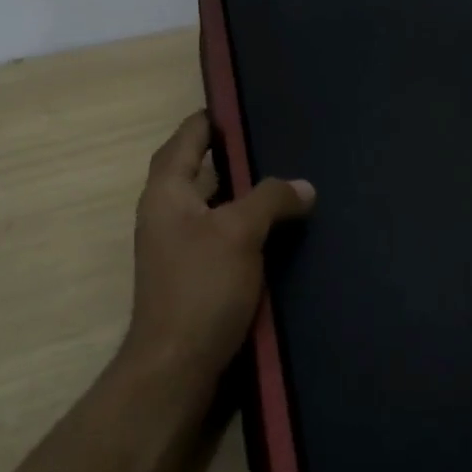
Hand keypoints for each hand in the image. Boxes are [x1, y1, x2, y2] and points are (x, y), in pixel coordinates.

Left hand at [126, 112, 314, 380]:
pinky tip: (277, 225)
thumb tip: (304, 186)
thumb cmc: (201, 288)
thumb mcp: (240, 233)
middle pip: (198, 167)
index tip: (245, 104)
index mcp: (167, 191)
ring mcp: (178, 244)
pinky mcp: (195, 272)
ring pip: (213, 202)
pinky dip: (244, 222)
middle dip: (232, 153)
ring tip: (283, 176)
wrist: (176, 367)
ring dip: (241, 190)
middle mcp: (166, 212)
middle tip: (275, 137)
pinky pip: (221, 232)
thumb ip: (271, 199)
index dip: (212, 118)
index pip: (187, 137)